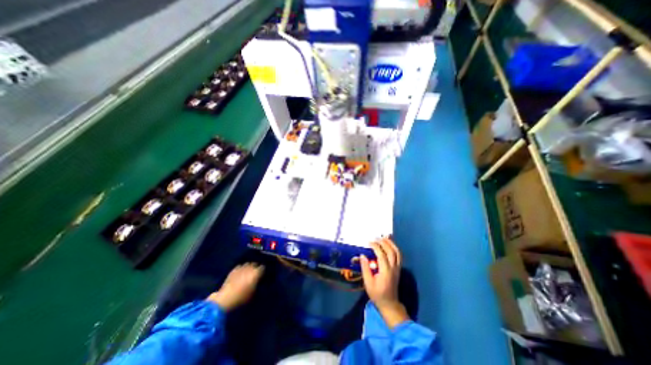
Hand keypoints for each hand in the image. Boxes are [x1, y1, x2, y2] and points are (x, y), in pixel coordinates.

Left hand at [205, 264, 261, 312]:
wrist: (225, 299)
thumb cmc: (241, 298)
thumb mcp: (253, 294)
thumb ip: (257, 285)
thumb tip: (258, 282)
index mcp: (256, 273)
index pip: (263, 267)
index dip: (263, 271)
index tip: (262, 274)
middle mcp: (249, 268)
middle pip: (255, 264)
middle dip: (256, 267)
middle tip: (255, 273)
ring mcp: (241, 268)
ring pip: (247, 263)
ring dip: (248, 267)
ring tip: (247, 272)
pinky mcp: (233, 270)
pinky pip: (239, 266)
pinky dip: (241, 268)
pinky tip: (240, 273)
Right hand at [359, 239, 408, 328]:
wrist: (389, 304)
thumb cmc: (377, 294)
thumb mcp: (368, 283)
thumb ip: (365, 268)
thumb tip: (362, 255)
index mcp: (385, 271)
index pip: (381, 255)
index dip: (375, 246)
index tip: (369, 242)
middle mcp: (393, 268)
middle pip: (391, 251)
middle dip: (384, 242)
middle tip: (376, 238)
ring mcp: (397, 268)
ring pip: (397, 253)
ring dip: (391, 244)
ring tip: (385, 237)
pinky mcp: (398, 269)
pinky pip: (399, 256)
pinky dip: (395, 248)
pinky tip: (390, 245)